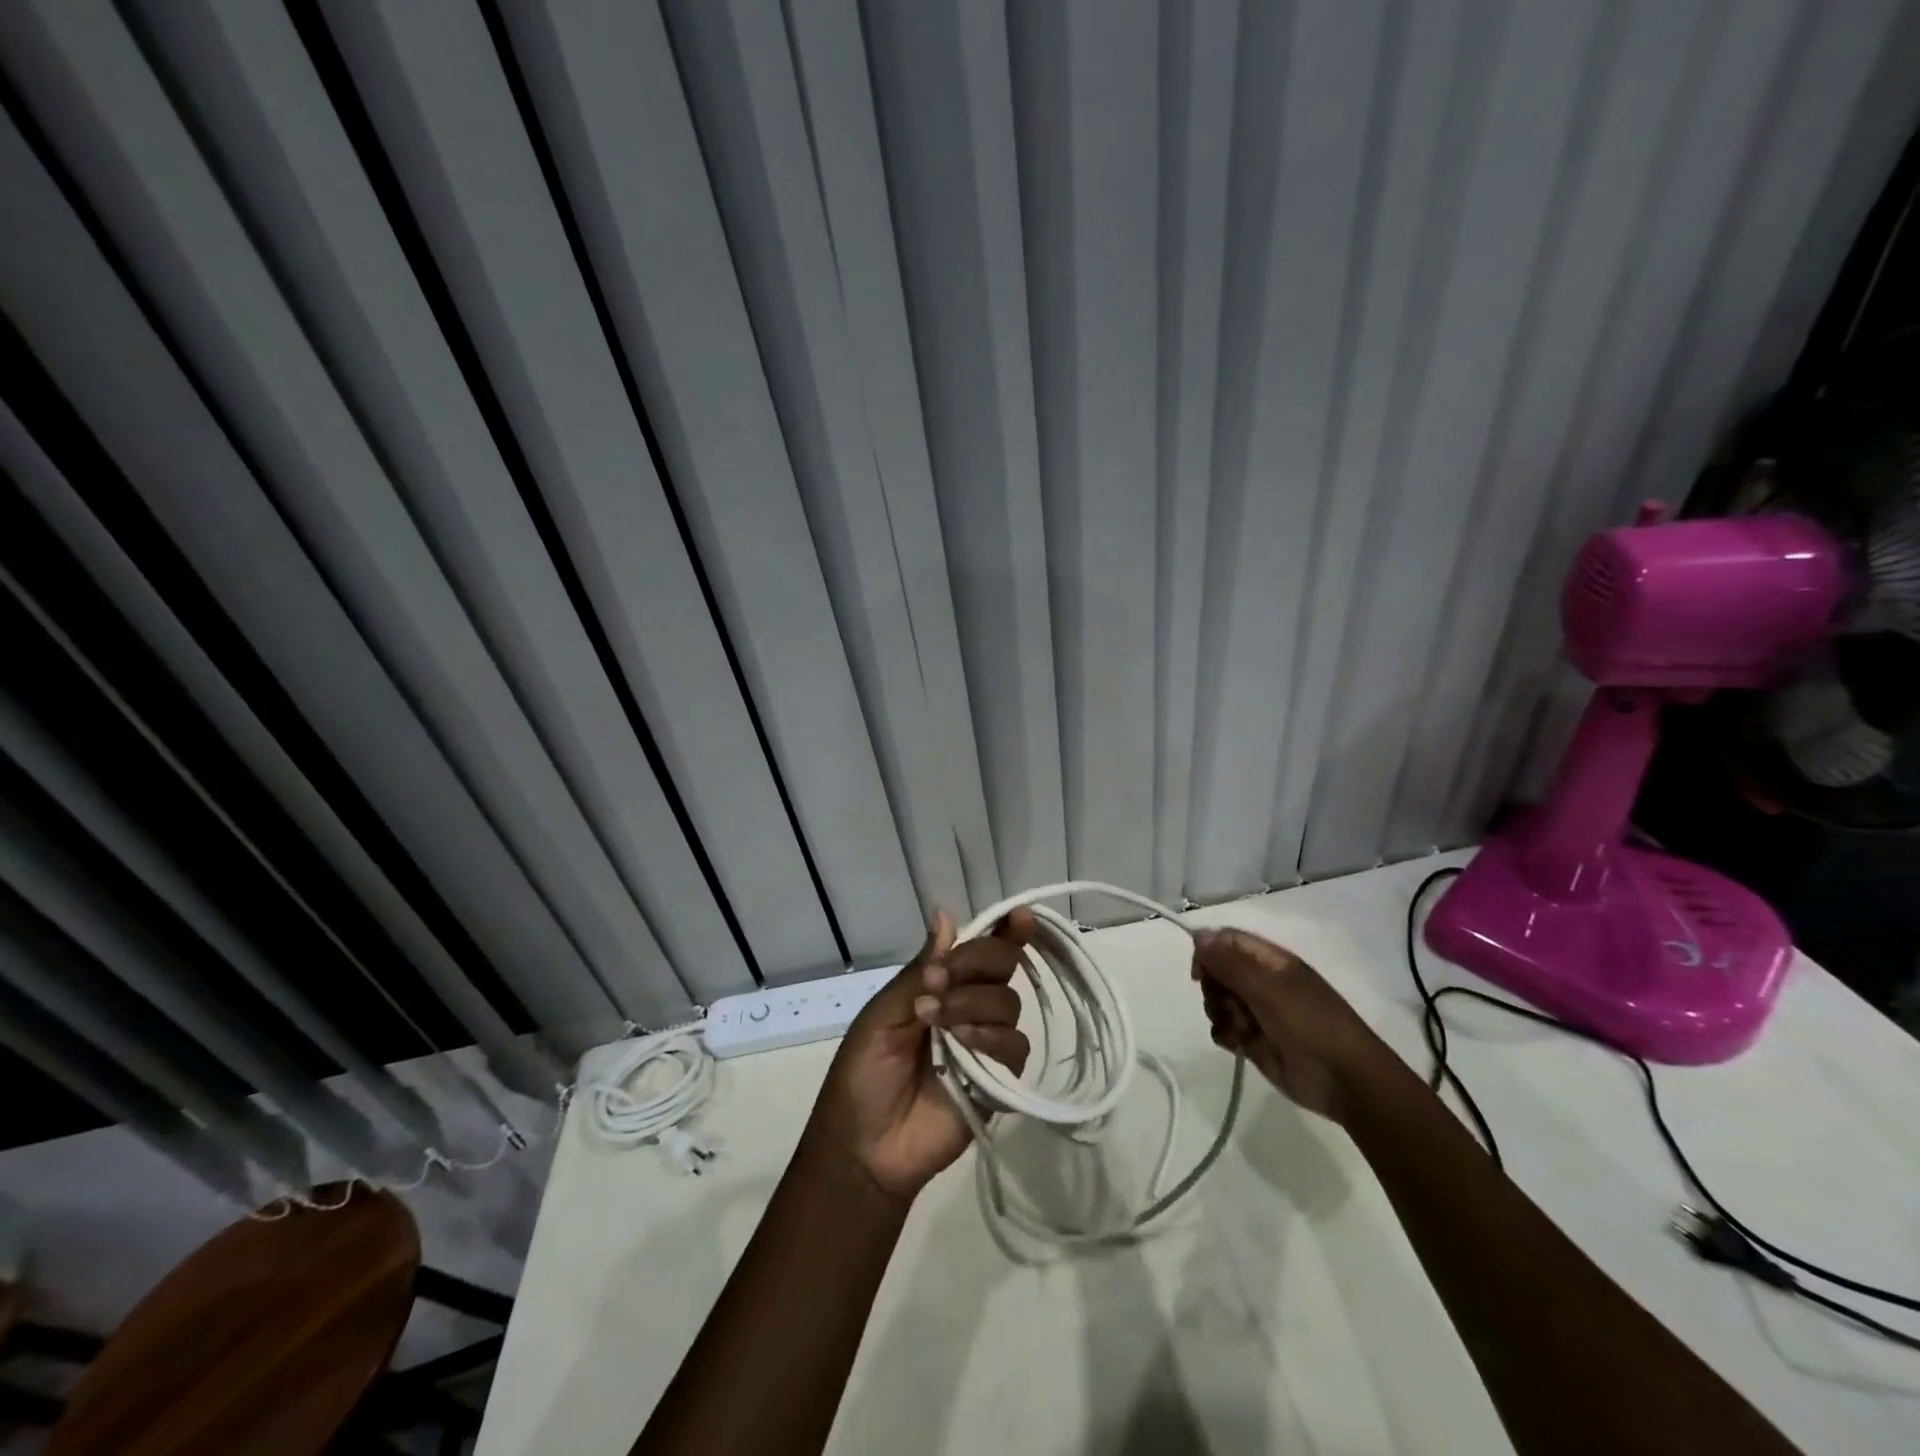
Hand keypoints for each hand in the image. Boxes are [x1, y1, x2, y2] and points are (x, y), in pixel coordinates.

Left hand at [807, 909, 1034, 1200]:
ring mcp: (987, 1043)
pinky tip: (962, 1043)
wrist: (864, 1146)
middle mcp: (971, 1006)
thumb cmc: (863, 1074)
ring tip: (935, 1020)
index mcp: (943, 985)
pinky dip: (991, 1037)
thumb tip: (945, 914)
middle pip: (1003, 965)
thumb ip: (920, 970)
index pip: (982, 949)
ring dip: (972, 1002)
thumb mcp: (884, 1014)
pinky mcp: (1000, 1080)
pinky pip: (1015, 1046)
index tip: (1020, 916)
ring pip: (1009, 1001)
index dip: (1004, 930)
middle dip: (975, 963)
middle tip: (938, 980)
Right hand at [1191, 928, 1388, 1122]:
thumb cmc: (1310, 1024)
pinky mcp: (1252, 1039)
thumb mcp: (1268, 988)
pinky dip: (1224, 1034)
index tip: (1199, 972)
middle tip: (1228, 1003)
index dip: (1208, 951)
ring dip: (1219, 1012)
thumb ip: (1230, 963)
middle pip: (1218, 970)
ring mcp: (1257, 1011)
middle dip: (1214, 987)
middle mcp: (1261, 981)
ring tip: (1239, 1028)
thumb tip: (1198, 936)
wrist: (1343, 1081)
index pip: (1227, 941)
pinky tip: (1237, 1044)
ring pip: (1217, 999)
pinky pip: (1223, 1028)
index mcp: (1271, 961)